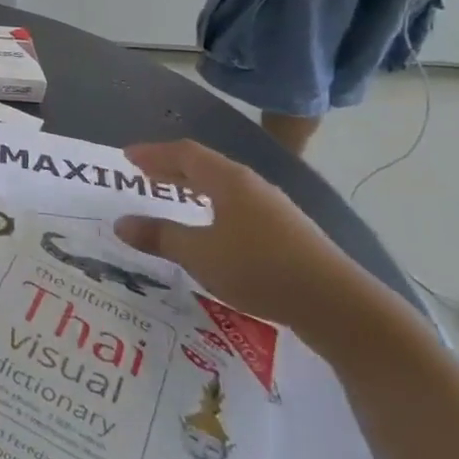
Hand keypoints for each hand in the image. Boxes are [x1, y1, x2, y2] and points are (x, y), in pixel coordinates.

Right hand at [114, 141, 387, 337]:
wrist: (338, 305)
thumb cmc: (260, 269)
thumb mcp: (200, 255)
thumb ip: (159, 237)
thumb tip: (121, 223)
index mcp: (229, 180)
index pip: (184, 153)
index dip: (153, 153)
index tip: (126, 156)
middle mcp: (252, 186)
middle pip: (205, 166)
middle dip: (171, 168)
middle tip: (143, 174)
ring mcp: (273, 208)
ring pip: (223, 187)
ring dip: (194, 188)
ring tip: (173, 197)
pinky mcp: (287, 233)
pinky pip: (237, 207)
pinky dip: (213, 207)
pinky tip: (212, 228)